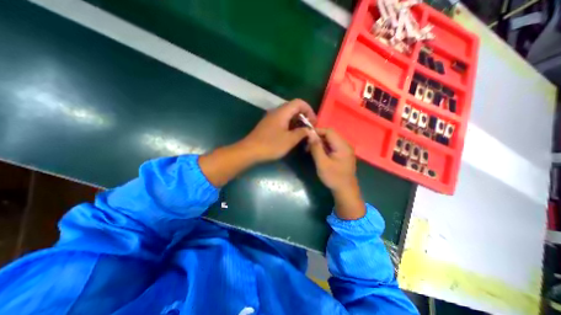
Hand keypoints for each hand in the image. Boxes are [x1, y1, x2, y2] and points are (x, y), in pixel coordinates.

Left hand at [241, 99, 317, 162]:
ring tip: (302, 133)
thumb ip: (302, 133)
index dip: (309, 110)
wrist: (250, 151)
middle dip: (304, 117)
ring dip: (297, 122)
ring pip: (288, 115)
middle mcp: (277, 112)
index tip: (313, 122)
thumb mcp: (289, 140)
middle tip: (309, 129)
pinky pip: (282, 121)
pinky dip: (290, 126)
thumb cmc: (271, 145)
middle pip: (294, 108)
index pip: (299, 102)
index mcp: (282, 112)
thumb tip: (310, 130)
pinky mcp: (268, 125)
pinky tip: (292, 136)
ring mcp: (271, 118)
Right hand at [306, 129, 363, 220]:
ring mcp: (345, 150)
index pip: (329, 131)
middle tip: (307, 144)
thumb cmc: (333, 177)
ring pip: (330, 141)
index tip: (306, 135)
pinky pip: (332, 147)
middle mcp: (345, 145)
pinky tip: (317, 153)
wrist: (345, 191)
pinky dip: (324, 148)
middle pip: (330, 135)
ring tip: (310, 149)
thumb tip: (310, 134)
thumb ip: (316, 147)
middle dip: (317, 138)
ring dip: (320, 143)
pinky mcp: (343, 155)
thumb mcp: (322, 163)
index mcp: (342, 146)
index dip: (317, 131)